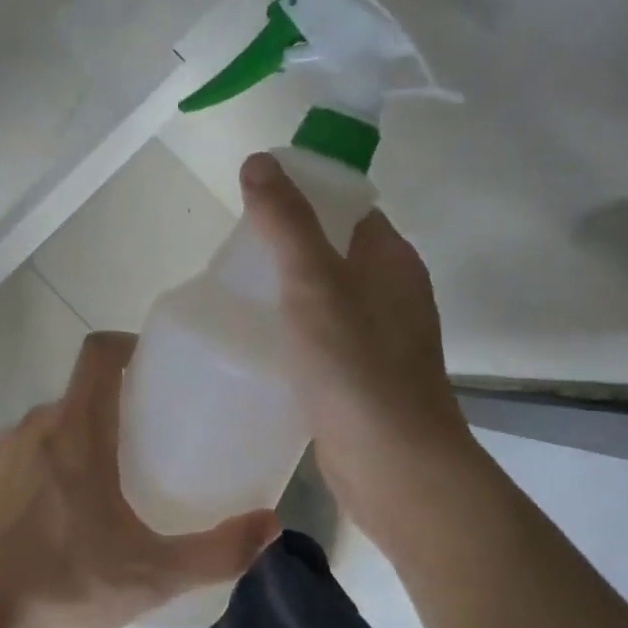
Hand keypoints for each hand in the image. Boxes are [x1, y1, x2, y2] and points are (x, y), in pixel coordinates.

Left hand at [0, 332, 279, 627]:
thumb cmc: (57, 585)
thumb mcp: (150, 577)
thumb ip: (217, 551)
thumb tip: (272, 525)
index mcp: (75, 429)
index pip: (100, 352)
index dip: (131, 346)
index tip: (159, 371)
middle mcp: (32, 427)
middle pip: (82, 394)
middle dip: (118, 408)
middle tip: (152, 446)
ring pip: (52, 429)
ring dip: (82, 443)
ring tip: (110, 491)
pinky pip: (23, 458)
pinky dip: (49, 471)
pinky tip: (60, 525)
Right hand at [240, 152, 480, 546]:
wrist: (394, 466)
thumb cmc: (357, 367)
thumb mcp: (315, 284)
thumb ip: (286, 223)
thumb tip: (260, 161)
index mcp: (391, 259)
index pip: (348, 208)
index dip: (305, 198)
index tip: (254, 210)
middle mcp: (392, 293)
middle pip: (333, 252)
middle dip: (286, 248)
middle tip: (233, 257)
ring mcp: (380, 339)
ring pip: (327, 299)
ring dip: (287, 294)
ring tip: (236, 296)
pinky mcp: (362, 378)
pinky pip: (323, 339)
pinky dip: (294, 334)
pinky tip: (259, 346)